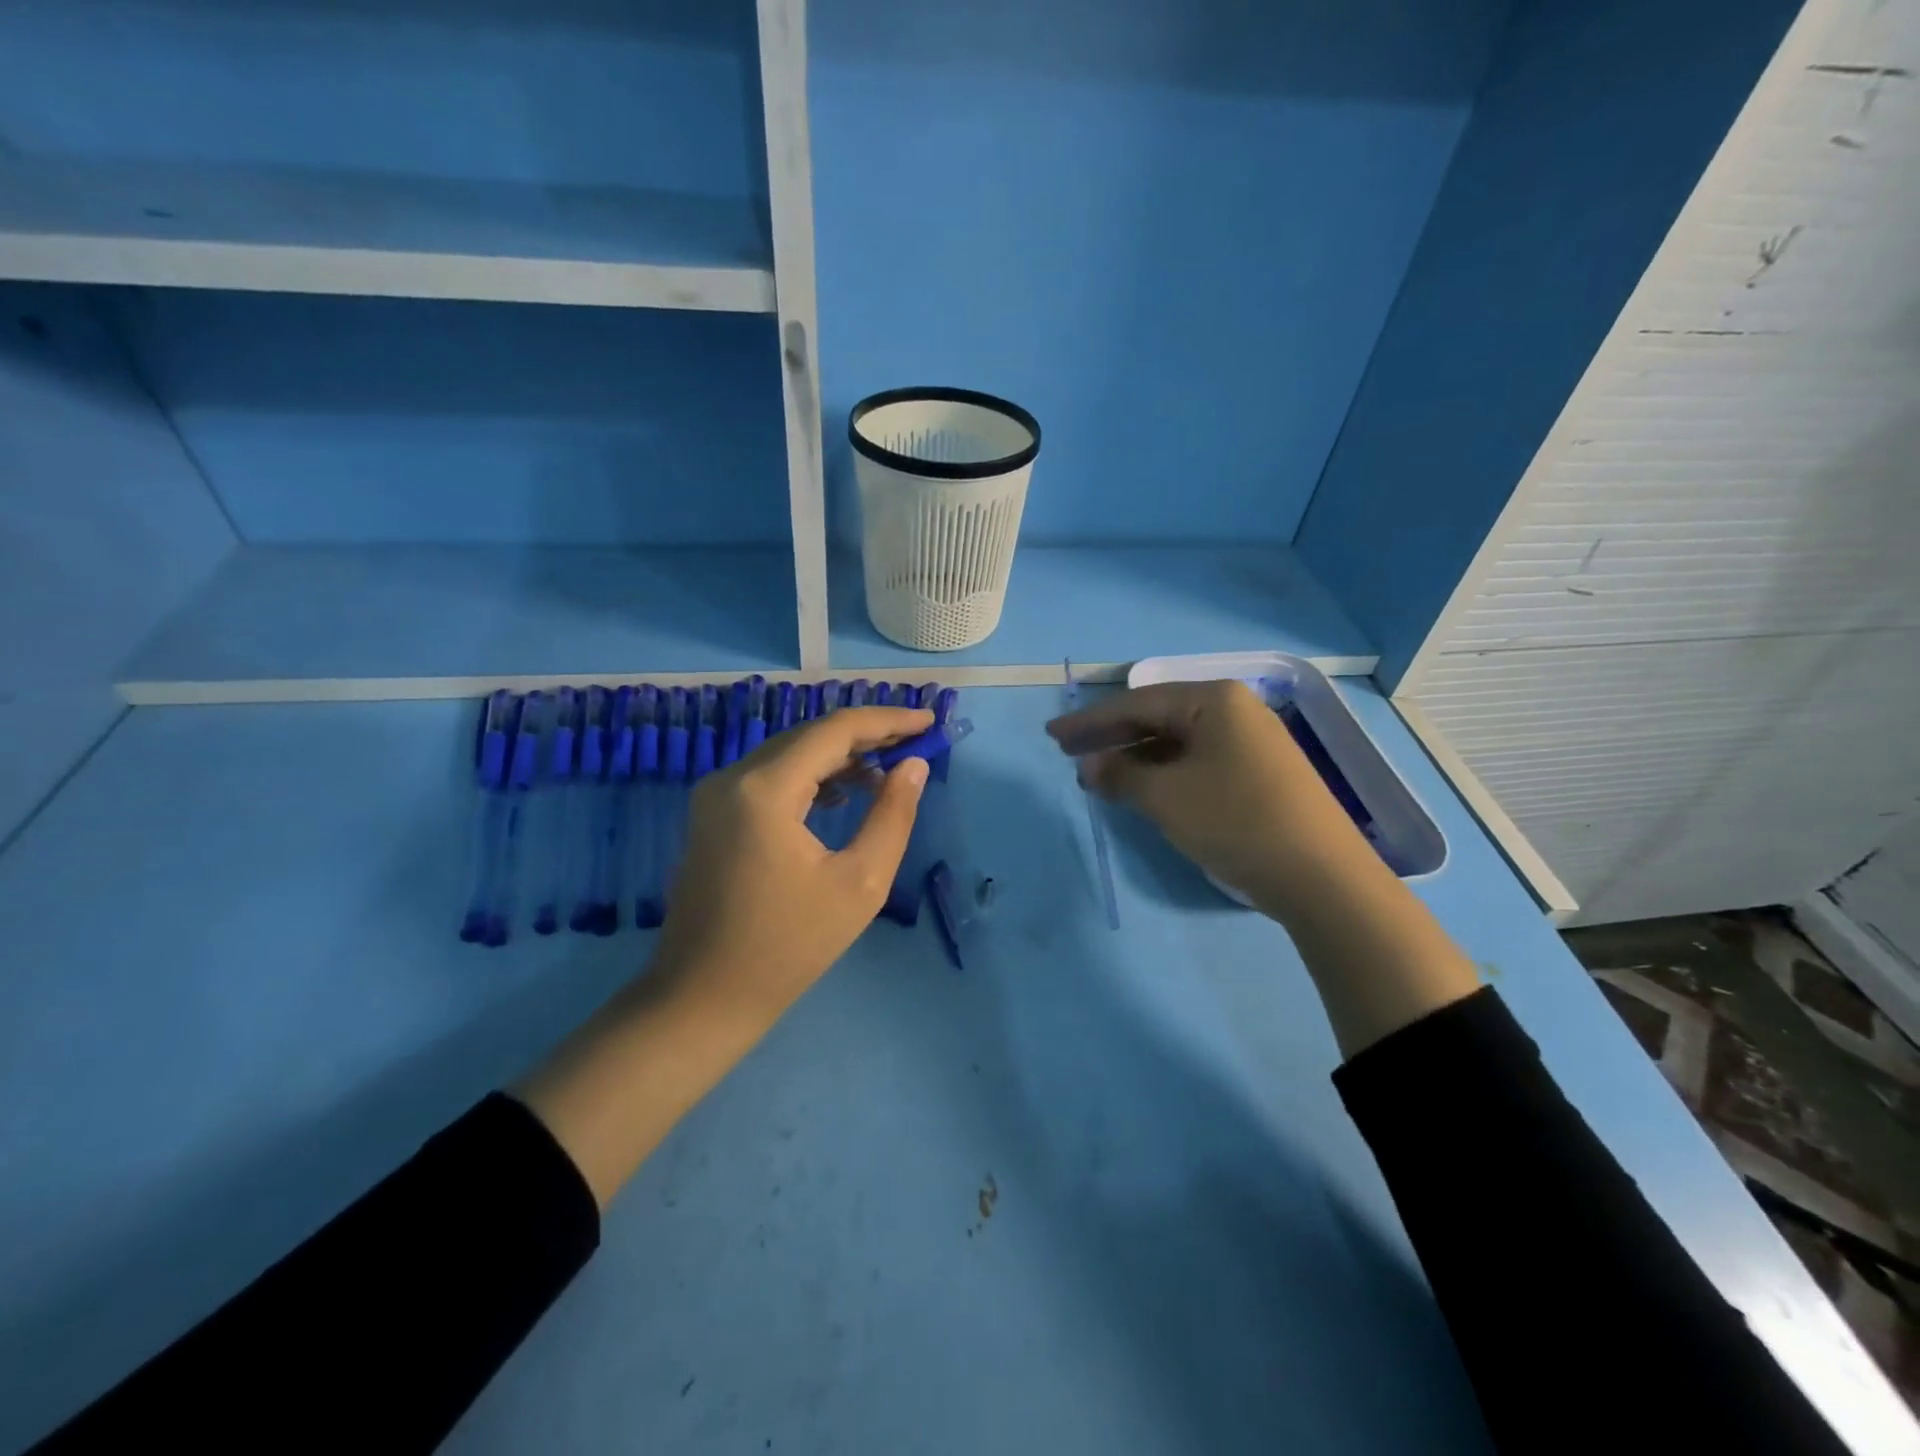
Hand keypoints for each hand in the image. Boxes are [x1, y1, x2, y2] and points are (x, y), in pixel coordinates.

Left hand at [654, 705, 932, 1024]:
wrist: (702, 999)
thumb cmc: (788, 947)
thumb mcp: (859, 884)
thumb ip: (892, 816)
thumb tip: (913, 766)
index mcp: (765, 789)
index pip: (835, 730)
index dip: (887, 721)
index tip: (929, 721)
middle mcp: (732, 777)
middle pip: (810, 736)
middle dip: (866, 735)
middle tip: (916, 741)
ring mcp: (715, 795)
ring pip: (789, 754)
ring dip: (840, 755)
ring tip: (889, 767)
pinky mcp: (713, 815)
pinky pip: (770, 777)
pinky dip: (811, 776)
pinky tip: (844, 792)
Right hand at [1046, 679, 1371, 917]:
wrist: (1322, 876)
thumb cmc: (1235, 821)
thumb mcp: (1165, 797)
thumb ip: (1120, 774)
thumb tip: (1091, 766)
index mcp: (1213, 700)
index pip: (1136, 703)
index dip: (1090, 722)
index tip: (1052, 736)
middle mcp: (1234, 710)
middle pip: (1157, 718)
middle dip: (1110, 737)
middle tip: (1067, 753)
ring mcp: (1249, 742)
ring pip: (1176, 742)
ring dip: (1134, 758)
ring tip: (1097, 778)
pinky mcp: (1258, 772)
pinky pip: (1196, 761)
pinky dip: (1163, 773)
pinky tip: (1141, 789)